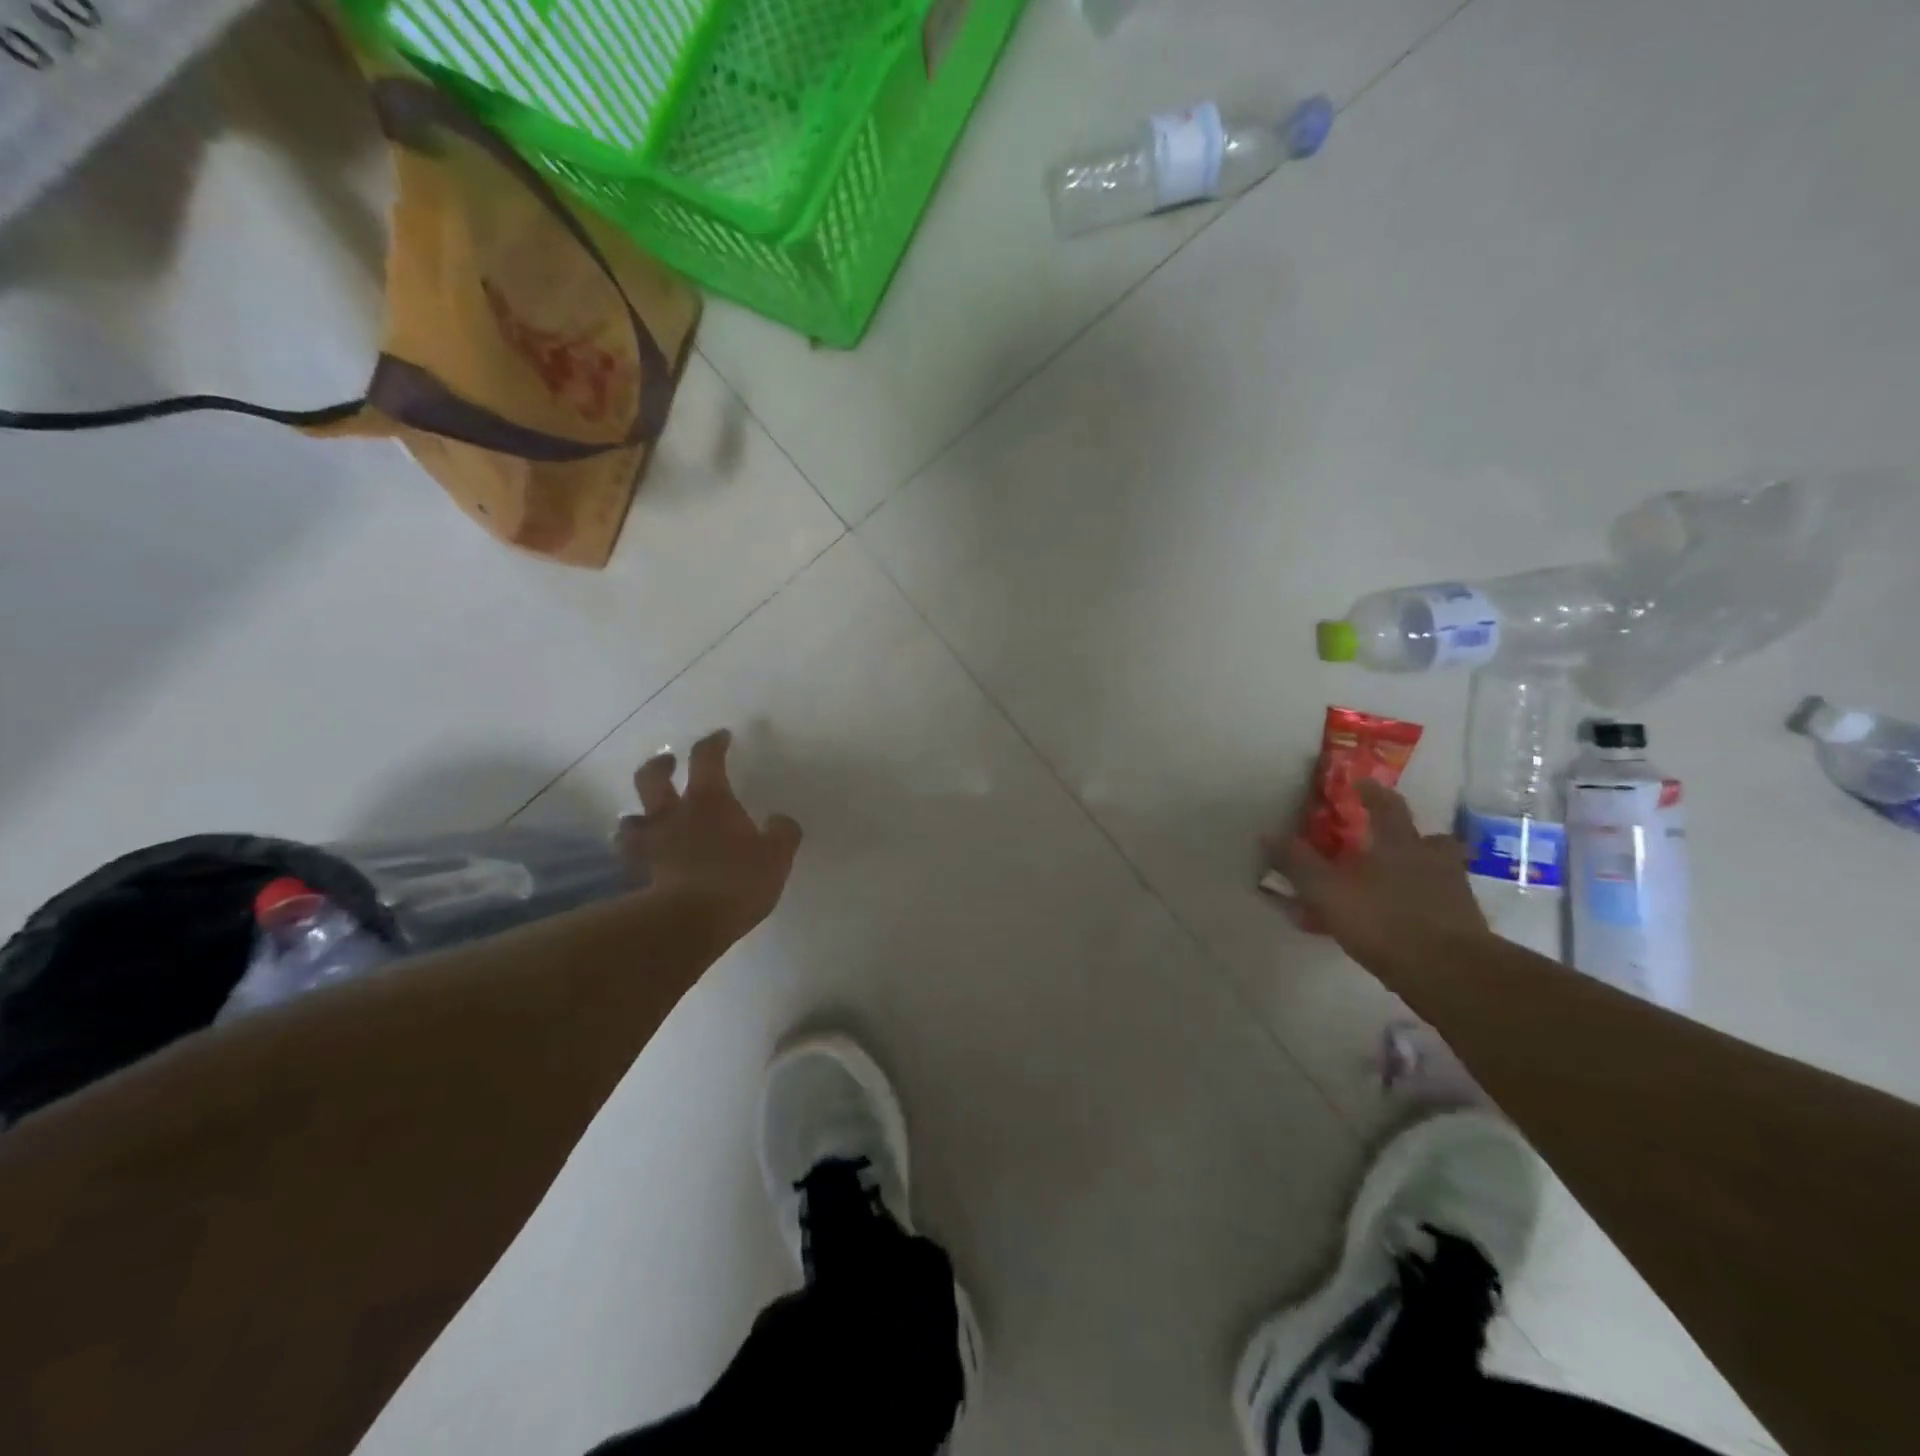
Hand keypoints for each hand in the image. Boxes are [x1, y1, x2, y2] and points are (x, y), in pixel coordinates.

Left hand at [618, 729, 802, 943]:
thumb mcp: (776, 855)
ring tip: (647, 821)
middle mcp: (673, 815)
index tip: (721, 737)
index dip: (713, 743)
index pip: (706, 757)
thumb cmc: (737, 880)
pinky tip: (645, 863)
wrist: (689, 922)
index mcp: (709, 800)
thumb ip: (782, 833)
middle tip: (668, 764)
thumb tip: (780, 821)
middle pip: (651, 778)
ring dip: (637, 816)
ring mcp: (651, 845)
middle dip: (659, 766)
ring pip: (629, 820)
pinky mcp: (639, 876)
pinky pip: (630, 859)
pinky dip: (635, 856)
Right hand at [1261, 780, 1487, 968]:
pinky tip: (1406, 926)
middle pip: (1430, 839)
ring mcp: (1454, 895)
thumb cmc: (1384, 921)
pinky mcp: (1465, 928)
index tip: (1363, 783)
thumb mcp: (1328, 891)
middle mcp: (1431, 862)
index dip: (1373, 793)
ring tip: (1398, 888)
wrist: (1451, 973)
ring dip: (1421, 874)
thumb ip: (1298, 863)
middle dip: (1413, 837)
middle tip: (1393, 843)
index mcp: (1399, 845)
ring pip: (1440, 874)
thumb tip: (1267, 835)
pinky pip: (1441, 908)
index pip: (1387, 807)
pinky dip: (1424, 909)